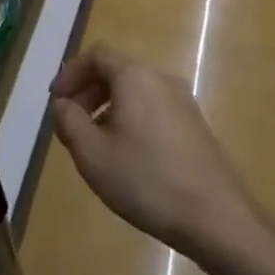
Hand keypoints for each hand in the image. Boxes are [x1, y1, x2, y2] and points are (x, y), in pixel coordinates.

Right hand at [50, 44, 253, 262]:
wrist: (218, 219)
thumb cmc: (147, 181)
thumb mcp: (92, 155)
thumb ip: (68, 122)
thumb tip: (62, 105)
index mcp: (135, 77)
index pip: (96, 56)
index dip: (70, 75)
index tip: (56, 104)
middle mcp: (161, 79)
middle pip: (116, 71)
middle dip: (88, 92)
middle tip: (71, 124)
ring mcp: (183, 102)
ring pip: (136, 91)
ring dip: (108, 108)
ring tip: (96, 144)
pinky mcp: (196, 126)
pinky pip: (154, 108)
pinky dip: (132, 119)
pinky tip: (128, 156)